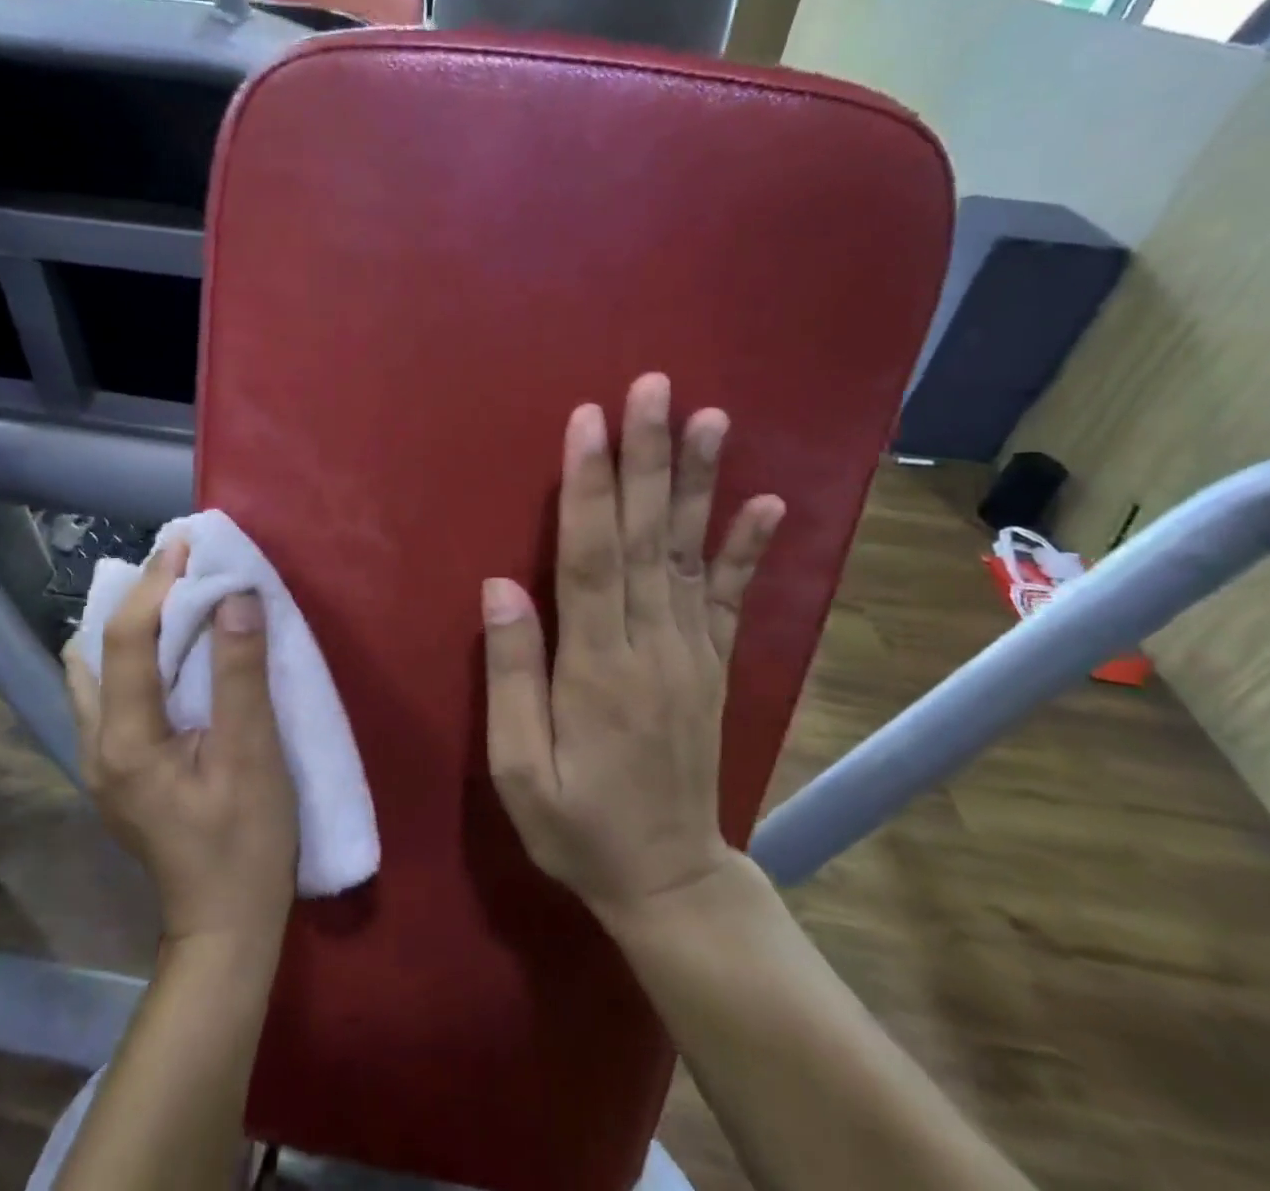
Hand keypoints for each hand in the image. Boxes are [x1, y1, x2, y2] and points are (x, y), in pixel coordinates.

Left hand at [64, 540, 298, 950]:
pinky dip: (135, 658)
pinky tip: (171, 657)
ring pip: (94, 674)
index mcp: (125, 741)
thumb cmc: (245, 843)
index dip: (155, 585)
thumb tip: (234, 596)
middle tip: (183, 569)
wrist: (224, 928)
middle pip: (95, 650)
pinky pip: (111, 694)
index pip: (126, 639)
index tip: (186, 543)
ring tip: (176, 603)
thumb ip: (239, 672)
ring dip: (130, 628)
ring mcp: (101, 762)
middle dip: (135, 599)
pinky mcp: (118, 771)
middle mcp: (96, 746)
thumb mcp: (252, 755)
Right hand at [482, 373, 784, 926]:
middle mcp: (653, 644)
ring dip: (700, 481)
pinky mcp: (714, 664)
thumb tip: (500, 585)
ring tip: (712, 417)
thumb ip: (513, 676)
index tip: (587, 421)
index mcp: (597, 667)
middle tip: (652, 388)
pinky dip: (752, 547)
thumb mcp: (518, 770)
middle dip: (647, 456)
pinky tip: (768, 500)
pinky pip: (735, 598)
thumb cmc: (577, 826)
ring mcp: (692, 652)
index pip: (591, 557)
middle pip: (647, 536)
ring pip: (693, 552)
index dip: (588, 485)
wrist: (670, 880)